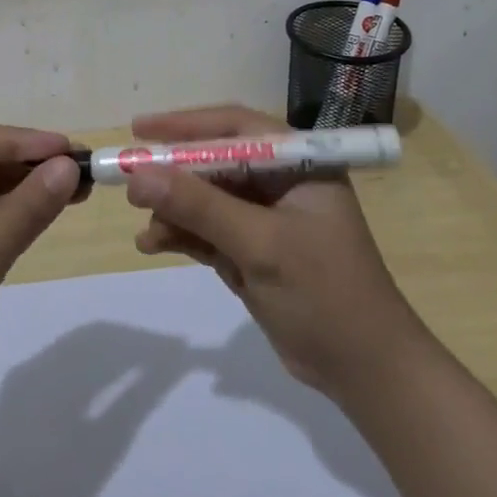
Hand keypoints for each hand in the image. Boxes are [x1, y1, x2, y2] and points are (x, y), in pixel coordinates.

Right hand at [126, 104, 426, 402]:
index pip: (235, 127)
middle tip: (130, 183)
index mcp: (298, 163)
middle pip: (215, 163)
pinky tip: (152, 245)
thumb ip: (200, 206)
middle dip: (173, 174)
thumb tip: (139, 173)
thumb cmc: (324, 293)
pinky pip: (208, 231)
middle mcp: (281, 182)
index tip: (139, 129)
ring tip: (144, 226)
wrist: (365, 371)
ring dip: (173, 210)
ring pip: (206, 199)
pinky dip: (182, 235)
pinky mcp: (254, 251)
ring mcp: (267, 219)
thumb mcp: (260, 244)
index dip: (185, 124)